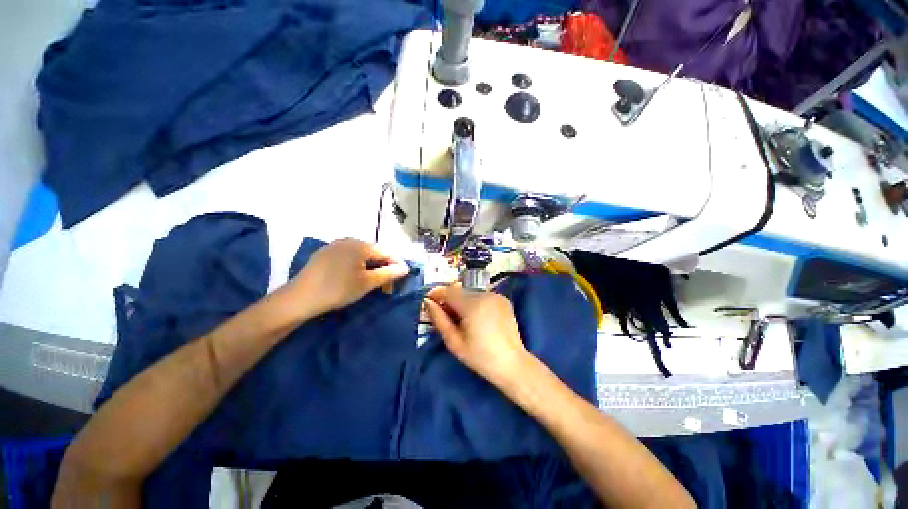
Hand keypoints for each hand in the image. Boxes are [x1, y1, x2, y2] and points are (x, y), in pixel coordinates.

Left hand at [292, 238, 409, 314]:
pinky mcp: (324, 252)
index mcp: (361, 245)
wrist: (300, 297)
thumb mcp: (367, 283)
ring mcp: (335, 244)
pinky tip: (354, 275)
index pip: (386, 252)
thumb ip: (389, 274)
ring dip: (370, 265)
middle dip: (383, 265)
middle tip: (387, 281)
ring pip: (360, 253)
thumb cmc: (338, 290)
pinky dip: (356, 264)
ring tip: (373, 279)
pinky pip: (347, 255)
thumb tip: (405, 268)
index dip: (397, 264)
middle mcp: (349, 240)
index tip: (403, 276)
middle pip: (374, 251)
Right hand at [425, 285, 529, 387]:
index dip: (437, 294)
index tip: (429, 301)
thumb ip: (439, 320)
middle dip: (450, 300)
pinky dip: (476, 303)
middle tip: (446, 316)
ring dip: (463, 302)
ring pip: (471, 294)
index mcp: (472, 305)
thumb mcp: (454, 342)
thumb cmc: (480, 357)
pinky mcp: (503, 300)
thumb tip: (428, 302)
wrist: (512, 364)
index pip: (449, 292)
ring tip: (463, 320)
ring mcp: (496, 296)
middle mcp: (485, 295)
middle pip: (460, 292)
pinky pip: (483, 297)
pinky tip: (478, 318)